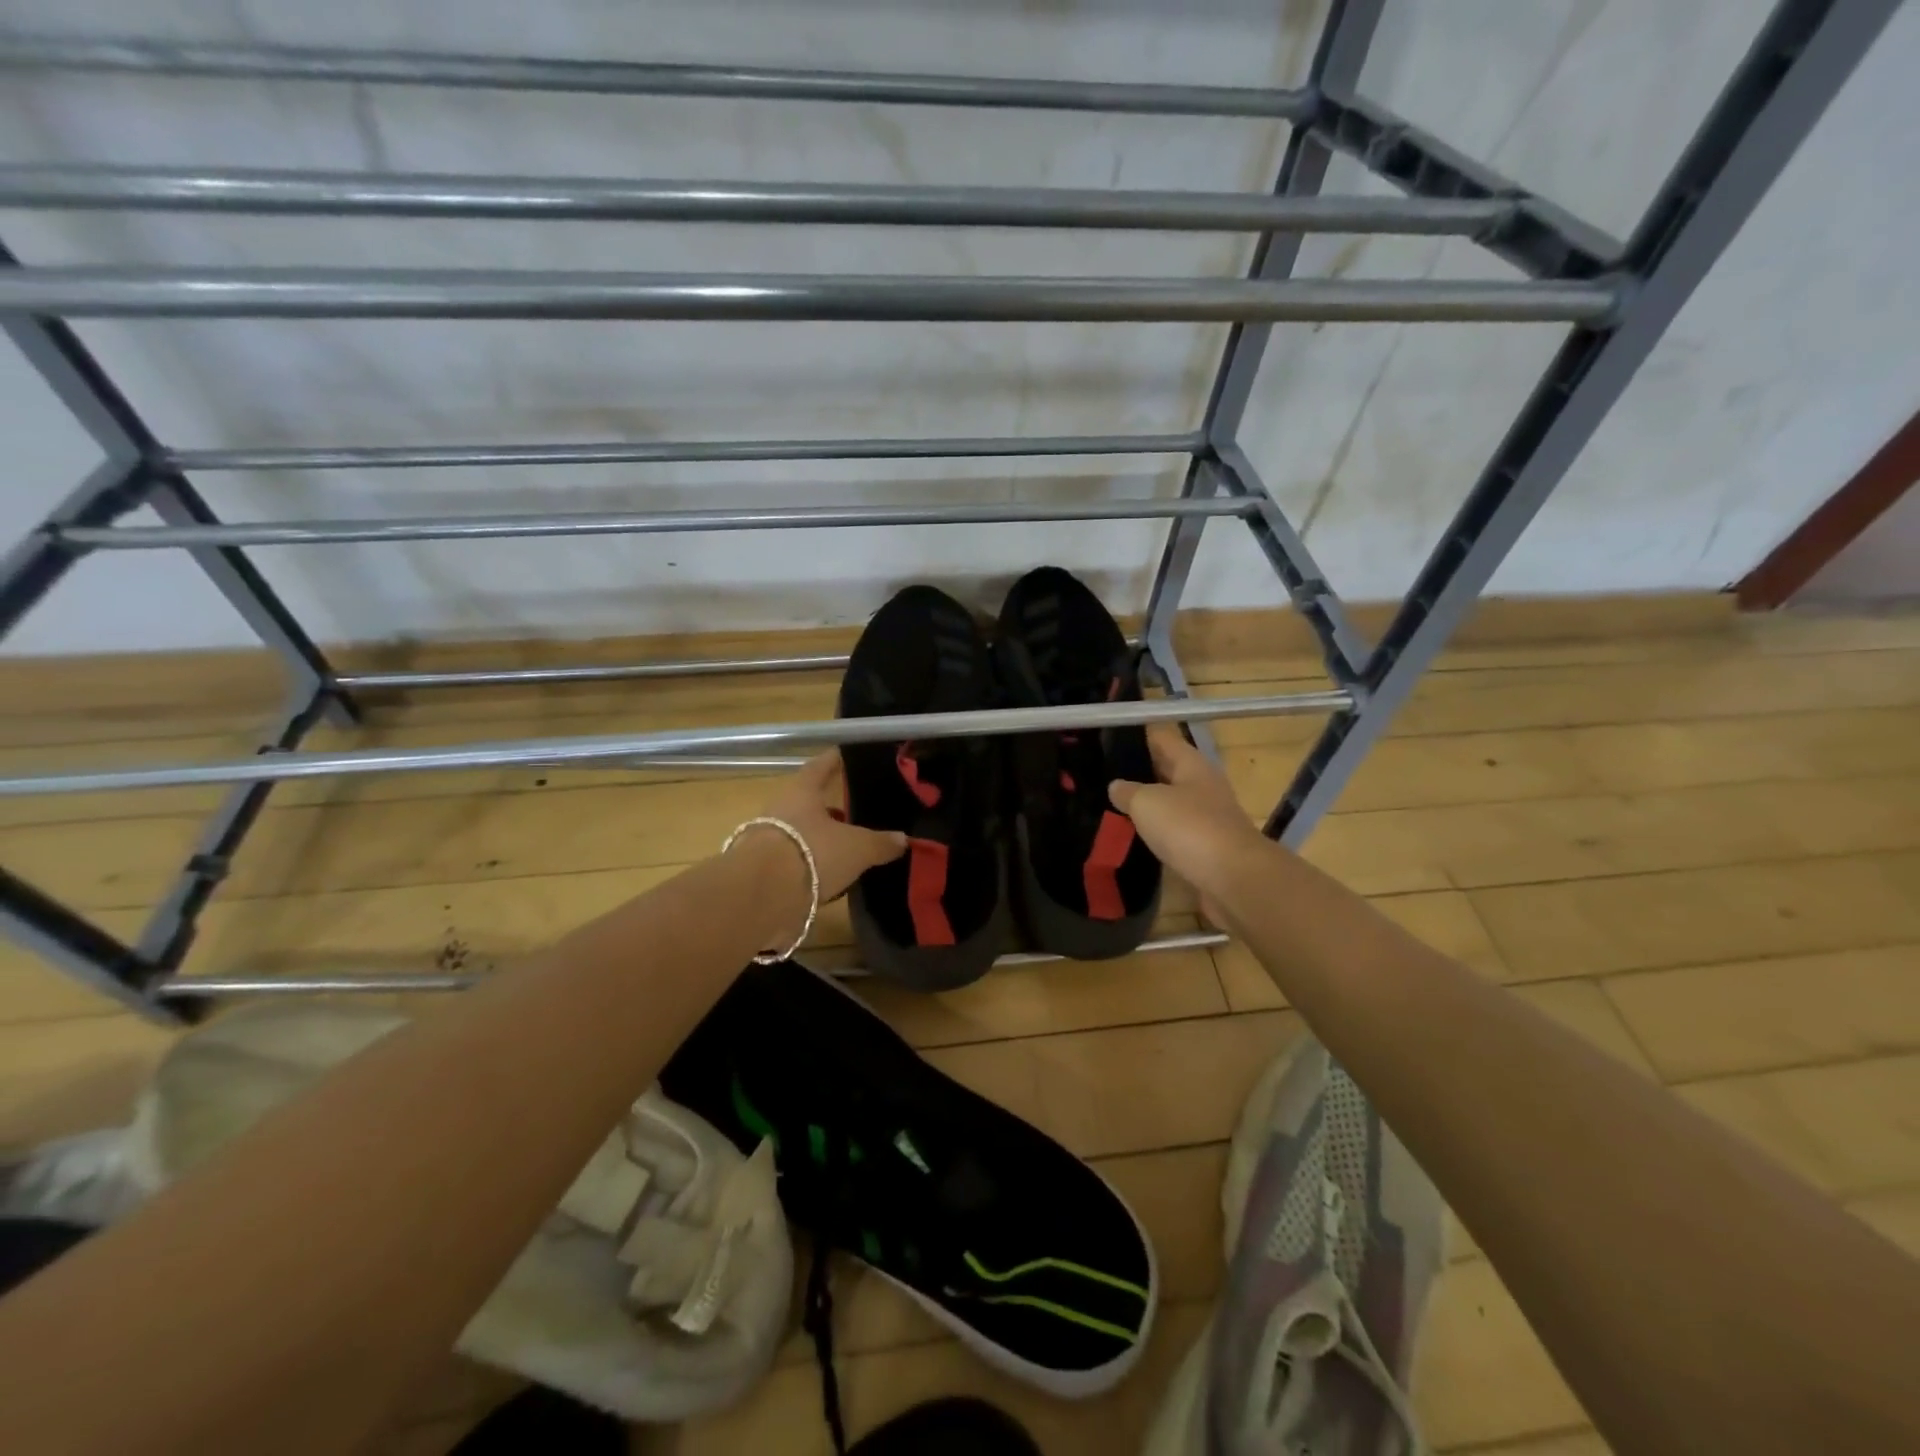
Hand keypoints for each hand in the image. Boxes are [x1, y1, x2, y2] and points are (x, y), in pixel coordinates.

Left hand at [753, 751, 907, 902]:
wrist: (761, 896)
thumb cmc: (812, 853)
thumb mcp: (857, 848)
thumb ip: (880, 843)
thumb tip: (903, 839)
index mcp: (802, 791)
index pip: (820, 766)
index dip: (835, 760)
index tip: (846, 754)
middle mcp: (781, 809)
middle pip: (809, 802)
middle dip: (831, 807)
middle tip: (856, 810)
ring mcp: (768, 839)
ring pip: (801, 832)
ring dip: (821, 838)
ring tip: (848, 847)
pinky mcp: (763, 870)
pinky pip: (794, 859)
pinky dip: (812, 863)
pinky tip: (830, 874)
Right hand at [1109, 724, 1267, 921]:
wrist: (1233, 879)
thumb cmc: (1189, 828)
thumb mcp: (1147, 802)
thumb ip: (1128, 791)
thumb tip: (1117, 786)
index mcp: (1192, 764)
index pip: (1161, 738)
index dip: (1136, 736)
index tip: (1107, 739)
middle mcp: (1202, 785)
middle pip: (1166, 770)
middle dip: (1138, 772)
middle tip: (1100, 774)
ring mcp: (1207, 818)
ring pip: (1170, 803)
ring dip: (1146, 805)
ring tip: (1109, 806)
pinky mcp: (1206, 848)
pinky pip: (1174, 832)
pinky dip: (1156, 833)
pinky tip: (1133, 837)